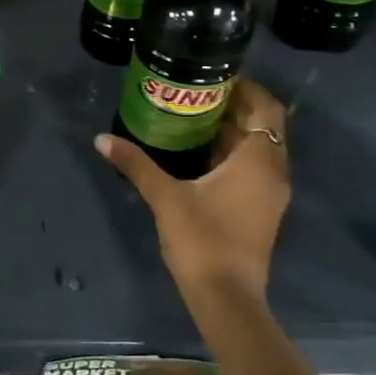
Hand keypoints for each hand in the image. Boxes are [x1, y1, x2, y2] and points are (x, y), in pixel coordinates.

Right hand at [94, 78, 290, 303]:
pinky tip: (200, 154)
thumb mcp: (164, 197)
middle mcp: (273, 172)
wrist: (227, 297)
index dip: (246, 88)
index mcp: (258, 161)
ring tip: (193, 117)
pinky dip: (234, 154)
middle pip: (264, 126)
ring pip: (259, 148)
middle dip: (235, 107)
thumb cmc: (202, 240)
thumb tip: (102, 139)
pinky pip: (254, 168)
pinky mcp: (262, 210)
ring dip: (234, 131)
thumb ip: (136, 164)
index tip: (214, 77)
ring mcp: (270, 193)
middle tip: (196, 93)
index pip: (267, 108)